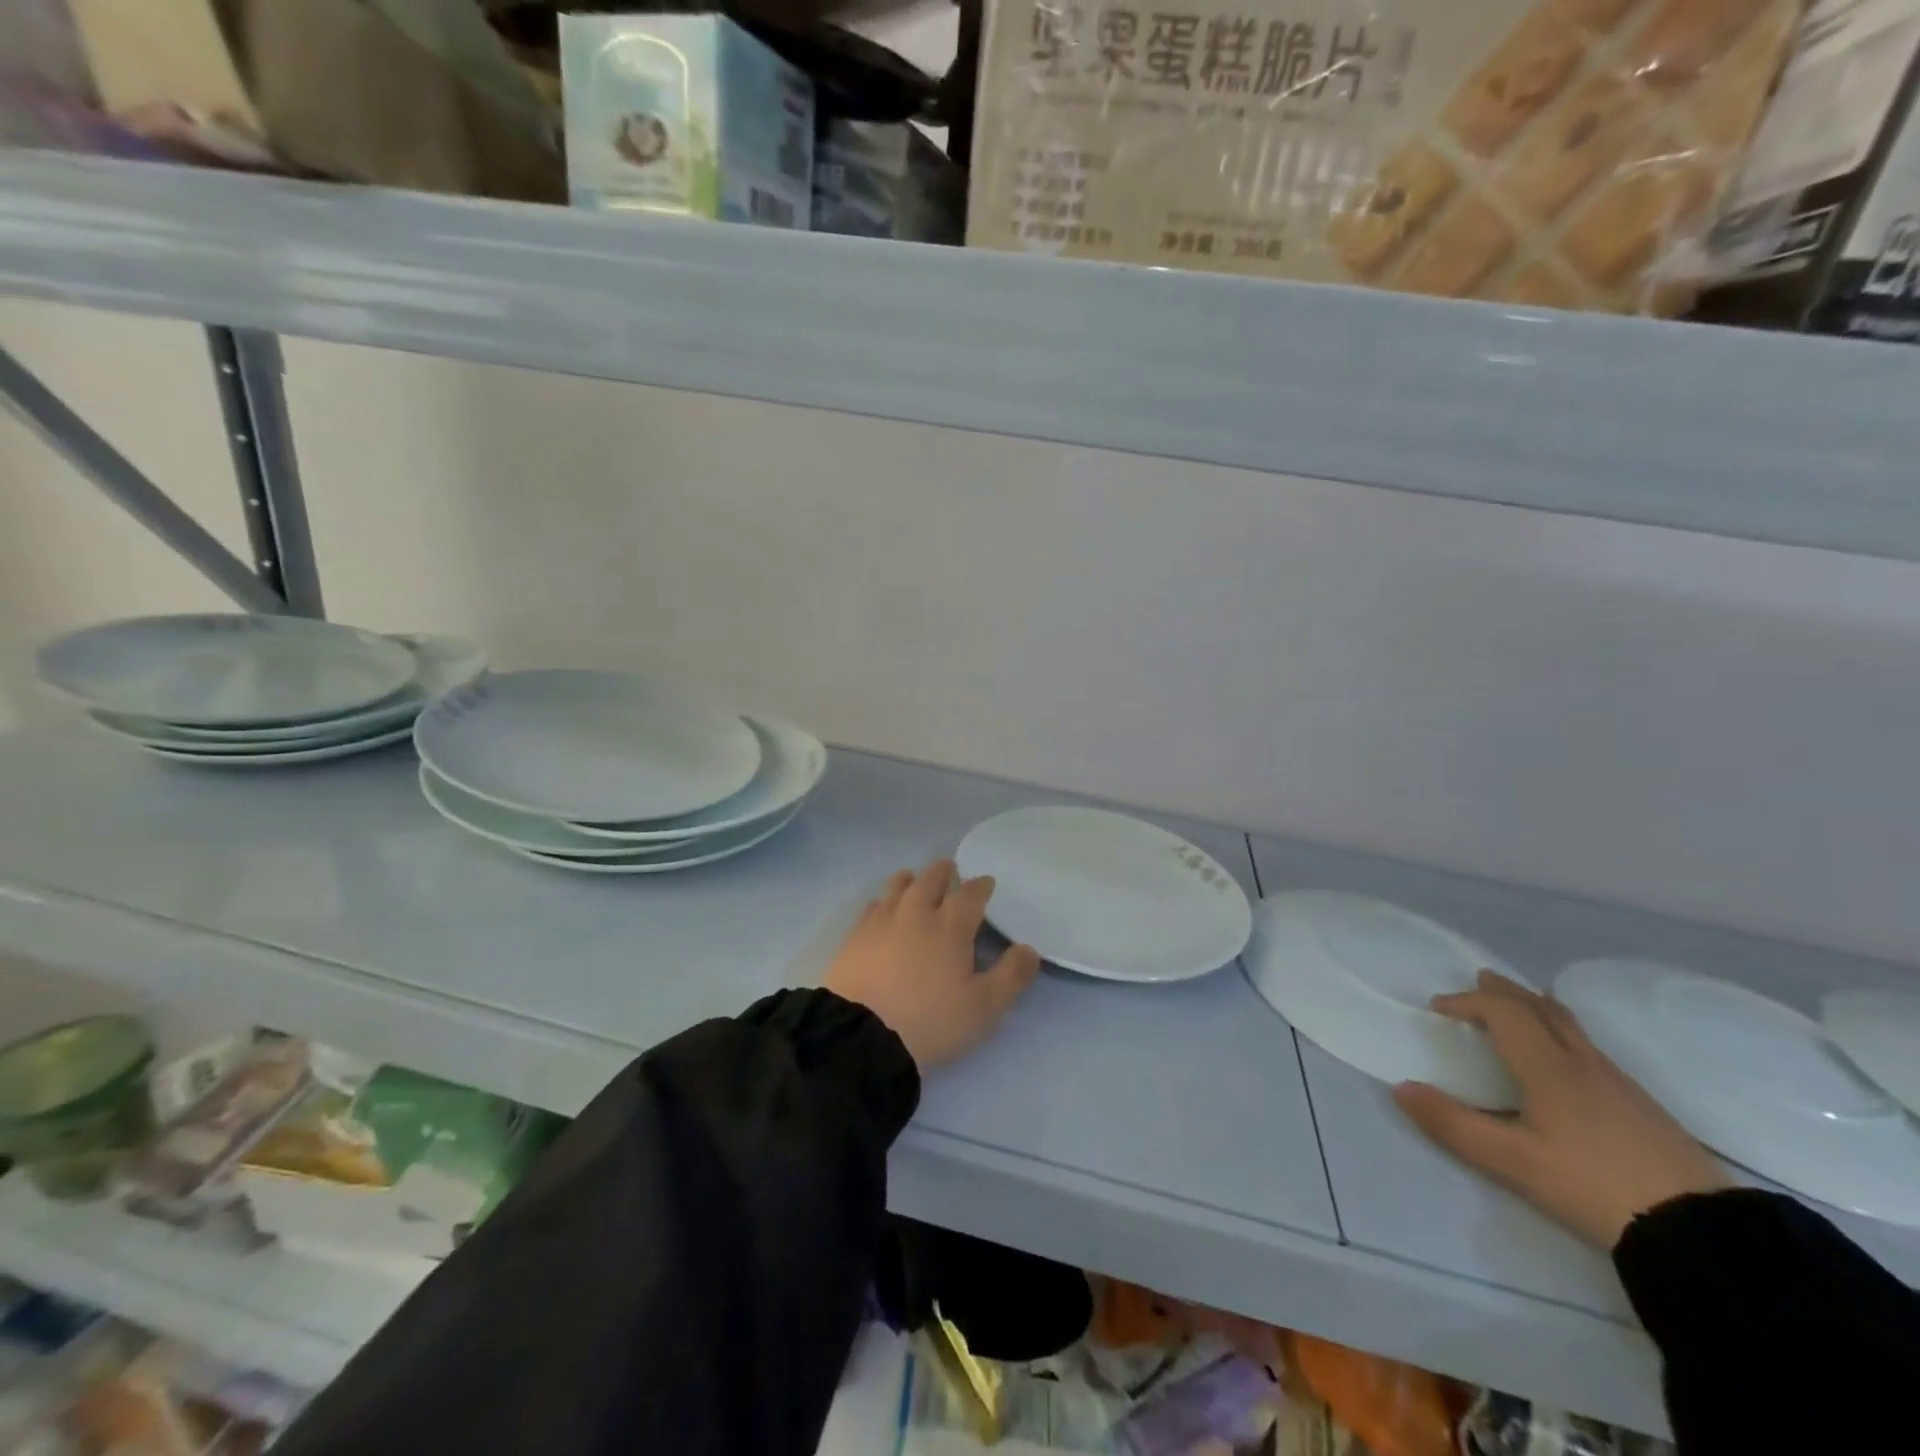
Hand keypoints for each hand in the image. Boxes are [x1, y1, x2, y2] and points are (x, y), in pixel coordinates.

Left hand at [823, 860, 1041, 1072]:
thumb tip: (1029, 949)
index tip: (986, 882)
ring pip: (897, 888)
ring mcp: (881, 922)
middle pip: (930, 880)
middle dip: (943, 873)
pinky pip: (871, 907)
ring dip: (910, 880)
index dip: (980, 886)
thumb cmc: (931, 1020)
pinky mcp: (855, 938)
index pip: (970, 895)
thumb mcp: (984, 1008)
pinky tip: (881, 908)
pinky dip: (882, 901)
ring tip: (913, 878)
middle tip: (948, 869)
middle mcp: (916, 913)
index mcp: (950, 926)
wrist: (862, 1035)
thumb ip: (1011, 976)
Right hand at [1392, 970, 1730, 1248]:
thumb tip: (1402, 1088)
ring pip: (1572, 1027)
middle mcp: (1583, 1063)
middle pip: (1542, 1009)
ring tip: (1523, 1007)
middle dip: (1507, 991)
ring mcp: (1620, 1083)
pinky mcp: (1644, 1107)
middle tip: (1481, 980)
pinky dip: (1565, 1033)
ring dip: (1539, 1007)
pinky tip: (1568, 1060)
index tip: (1438, 1008)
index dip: (1467, 1002)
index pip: (1502, 1012)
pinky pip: (1591, 1049)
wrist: (1701, 1232)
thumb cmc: (1593, 1185)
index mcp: (1548, 1067)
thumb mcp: (1512, 1162)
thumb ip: (1453, 1124)